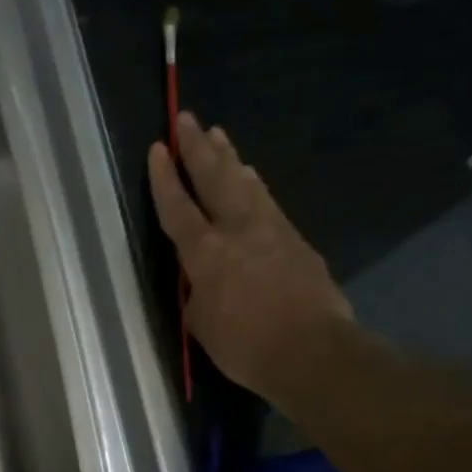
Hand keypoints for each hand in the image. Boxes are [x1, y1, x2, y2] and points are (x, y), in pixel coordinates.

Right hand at [149, 113, 352, 403]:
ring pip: (246, 184)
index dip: (164, 178)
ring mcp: (272, 231)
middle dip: (198, 148)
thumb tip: (201, 280)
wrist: (312, 352)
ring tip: (220, 137)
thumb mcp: (201, 324)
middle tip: (187, 118)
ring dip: (230, 159)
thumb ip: (196, 293)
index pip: (178, 208)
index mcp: (205, 253)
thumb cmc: (245, 346)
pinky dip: (255, 186)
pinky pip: (268, 202)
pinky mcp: (297, 241)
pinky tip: (252, 179)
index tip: (158, 149)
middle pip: (215, 179)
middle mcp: (237, 230)